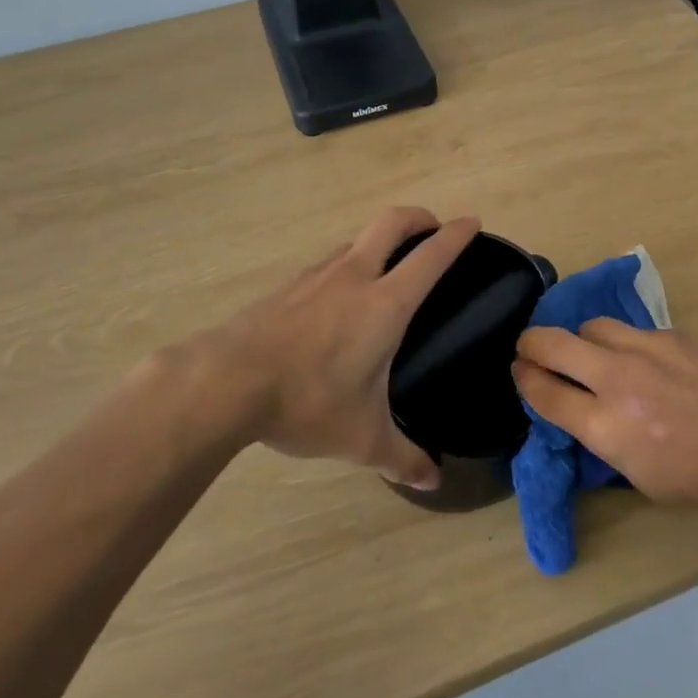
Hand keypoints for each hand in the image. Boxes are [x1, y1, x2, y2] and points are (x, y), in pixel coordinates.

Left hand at [194, 208, 479, 489]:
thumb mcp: (362, 438)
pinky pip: (328, 262)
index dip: (456, 235)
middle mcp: (354, 277)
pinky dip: (347, 263)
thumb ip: (402, 458)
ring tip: (388, 267)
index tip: (472, 221)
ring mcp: (316, 276)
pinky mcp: (287, 287)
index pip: (431, 257)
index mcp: (385, 304)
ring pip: (357, 239)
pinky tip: (339, 298)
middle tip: (433, 230)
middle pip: (391, 222)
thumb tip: (433, 481)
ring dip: (380, 241)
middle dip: (418, 217)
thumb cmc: (307, 402)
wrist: (226, 382)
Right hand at [512, 321, 697, 522]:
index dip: (524, 380)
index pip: (543, 392)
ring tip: (594, 355)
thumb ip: (608, 442)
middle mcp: (619, 379)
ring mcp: (649, 348)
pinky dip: (627, 344)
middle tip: (531, 350)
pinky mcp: (677, 332)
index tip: (520, 373)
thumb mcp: (650, 481)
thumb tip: (586, 415)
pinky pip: (635, 331)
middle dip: (531, 345)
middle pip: (550, 342)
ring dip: (581, 340)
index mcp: (610, 428)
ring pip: (592, 326)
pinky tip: (650, 364)